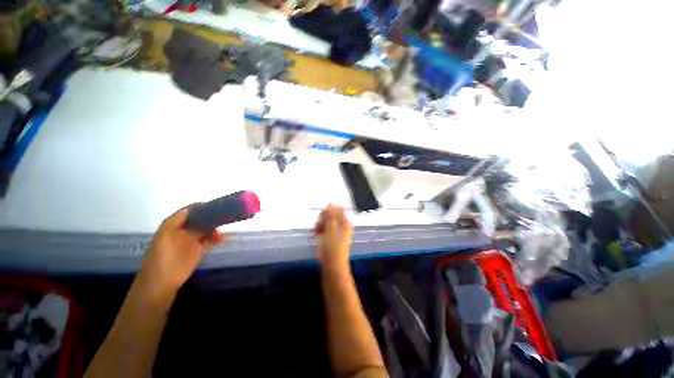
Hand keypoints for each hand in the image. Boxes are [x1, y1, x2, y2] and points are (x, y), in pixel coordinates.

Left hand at [141, 206, 225, 296]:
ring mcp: (192, 241)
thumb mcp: (164, 236)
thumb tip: (192, 207)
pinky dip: (217, 238)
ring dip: (216, 228)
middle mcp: (184, 231)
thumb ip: (175, 221)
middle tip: (224, 216)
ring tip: (224, 230)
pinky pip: (210, 240)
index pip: (189, 212)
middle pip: (200, 219)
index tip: (214, 205)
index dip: (201, 207)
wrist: (161, 283)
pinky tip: (223, 238)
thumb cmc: (161, 258)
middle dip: (211, 217)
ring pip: (207, 229)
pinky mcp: (199, 250)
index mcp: (174, 225)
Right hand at [314, 204, 352, 270]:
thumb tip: (330, 204)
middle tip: (317, 224)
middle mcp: (342, 226)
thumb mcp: (331, 228)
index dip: (329, 210)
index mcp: (345, 222)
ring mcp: (336, 232)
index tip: (321, 215)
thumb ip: (330, 215)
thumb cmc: (333, 246)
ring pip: (326, 223)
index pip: (337, 209)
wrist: (332, 264)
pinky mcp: (330, 238)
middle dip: (323, 218)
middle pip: (331, 216)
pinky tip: (314, 234)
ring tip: (314, 231)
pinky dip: (319, 230)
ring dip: (319, 225)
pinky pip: (324, 230)